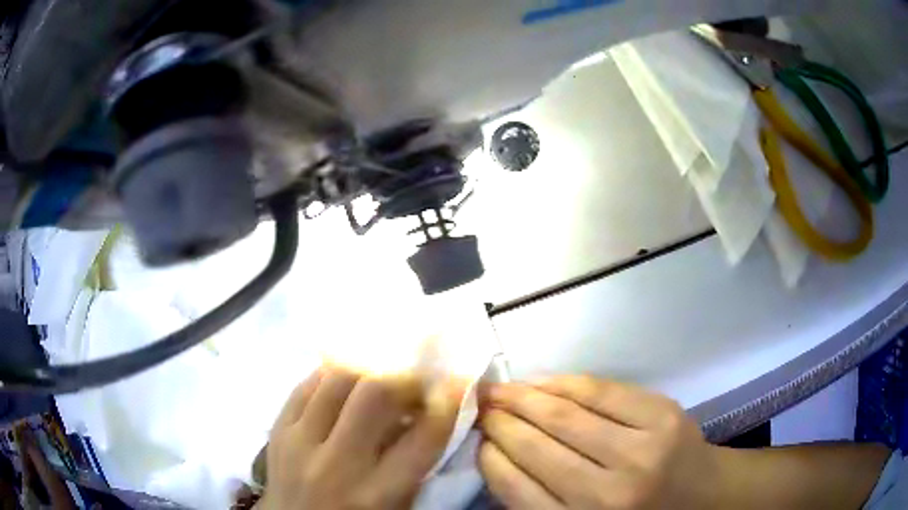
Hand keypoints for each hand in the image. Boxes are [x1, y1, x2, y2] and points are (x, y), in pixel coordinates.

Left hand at [260, 366, 461, 509]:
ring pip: (337, 379)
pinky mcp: (277, 429)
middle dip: (405, 378)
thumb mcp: (396, 505)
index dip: (447, 403)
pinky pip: (305, 384)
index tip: (457, 383)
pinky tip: (345, 382)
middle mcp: (337, 464)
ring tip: (380, 379)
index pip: (423, 438)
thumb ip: (415, 464)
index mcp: (377, 494)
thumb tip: (430, 412)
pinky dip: (331, 377)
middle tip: (417, 382)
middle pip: (375, 393)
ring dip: (368, 372)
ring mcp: (299, 442)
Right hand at [479, 376, 718, 509]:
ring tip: (501, 389)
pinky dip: (565, 383)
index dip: (489, 456)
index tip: (476, 438)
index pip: (516, 487)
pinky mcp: (662, 415)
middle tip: (480, 405)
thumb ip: (540, 501)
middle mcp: (607, 494)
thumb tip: (496, 455)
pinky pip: (601, 390)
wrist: (700, 495)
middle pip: (537, 447)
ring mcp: (640, 450)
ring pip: (564, 414)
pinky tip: (544, 382)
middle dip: (500, 421)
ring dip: (524, 397)